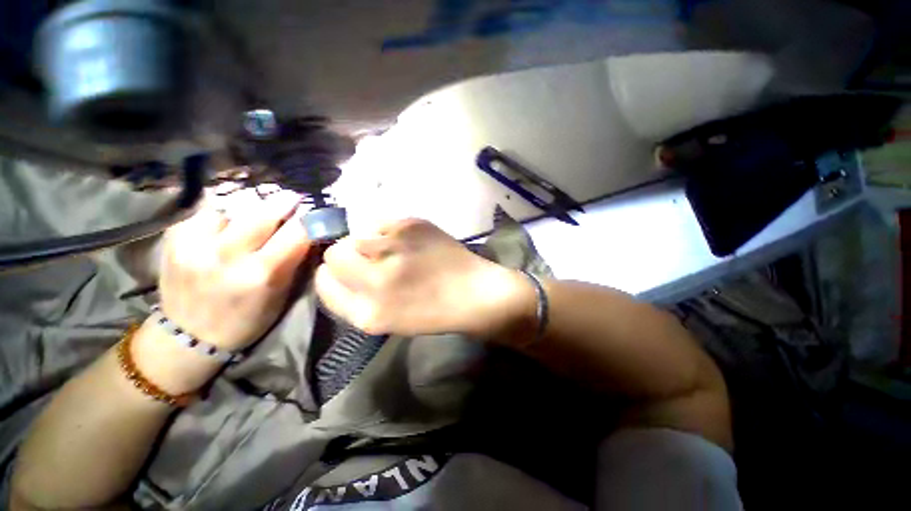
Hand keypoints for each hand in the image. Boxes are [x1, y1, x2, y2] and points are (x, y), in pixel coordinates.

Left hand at [156, 192, 311, 350]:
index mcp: (261, 274)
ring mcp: (196, 245)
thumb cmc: (247, 319)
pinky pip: (206, 215)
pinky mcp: (175, 239)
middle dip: (283, 202)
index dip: (309, 220)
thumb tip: (309, 231)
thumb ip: (294, 259)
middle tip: (292, 198)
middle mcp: (228, 256)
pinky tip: (222, 231)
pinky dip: (220, 218)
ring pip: (232, 208)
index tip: (316, 213)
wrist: (189, 336)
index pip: (296, 233)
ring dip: (247, 212)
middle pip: (262, 213)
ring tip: (250, 222)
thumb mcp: (282, 294)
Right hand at [315, 218, 534, 338]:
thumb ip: (355, 299)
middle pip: (334, 254)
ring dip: (369, 242)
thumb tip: (336, 271)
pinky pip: (380, 222)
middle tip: (371, 259)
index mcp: (368, 313)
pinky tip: (408, 241)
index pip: (324, 284)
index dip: (332, 276)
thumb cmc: (433, 311)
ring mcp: (394, 249)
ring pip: (356, 235)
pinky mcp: (410, 226)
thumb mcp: (388, 321)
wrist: (472, 292)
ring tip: (393, 250)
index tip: (346, 273)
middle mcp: (376, 280)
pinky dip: (388, 231)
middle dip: (346, 256)